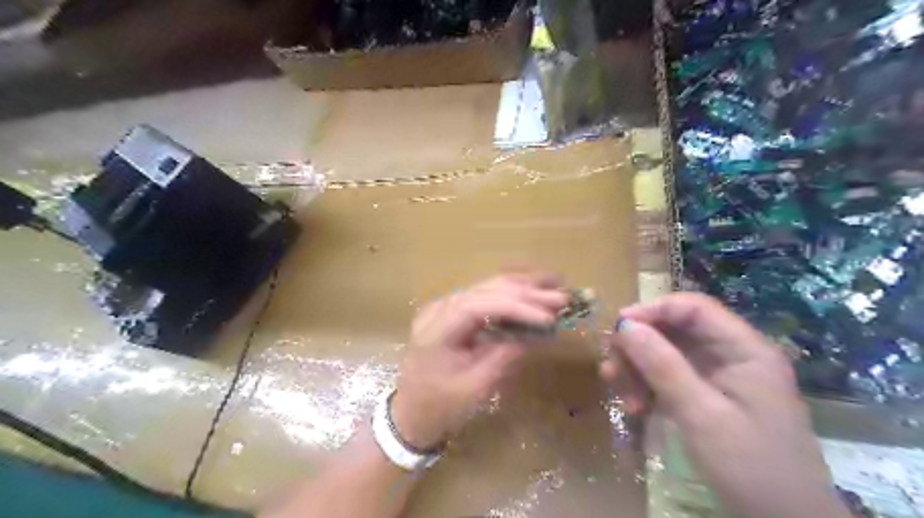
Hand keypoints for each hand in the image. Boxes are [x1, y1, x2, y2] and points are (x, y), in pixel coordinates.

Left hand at [387, 276, 566, 447]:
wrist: (411, 414)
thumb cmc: (441, 407)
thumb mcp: (476, 387)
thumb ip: (506, 355)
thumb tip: (539, 332)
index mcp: (436, 328)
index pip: (479, 304)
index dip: (516, 306)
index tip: (548, 315)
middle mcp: (439, 309)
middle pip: (485, 290)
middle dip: (526, 293)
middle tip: (563, 297)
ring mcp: (445, 307)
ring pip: (487, 287)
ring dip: (522, 287)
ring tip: (555, 285)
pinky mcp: (453, 312)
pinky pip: (484, 296)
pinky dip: (511, 293)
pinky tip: (532, 288)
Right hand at [600, 293, 850, 516]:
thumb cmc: (751, 468)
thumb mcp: (702, 415)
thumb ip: (663, 366)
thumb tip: (624, 326)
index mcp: (744, 349)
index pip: (693, 308)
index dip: (652, 310)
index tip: (617, 328)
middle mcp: (732, 354)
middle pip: (675, 330)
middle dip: (639, 346)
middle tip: (611, 368)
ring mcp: (719, 376)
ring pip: (667, 353)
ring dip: (638, 369)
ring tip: (620, 394)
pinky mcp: (708, 395)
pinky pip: (669, 377)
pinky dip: (648, 388)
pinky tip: (634, 407)